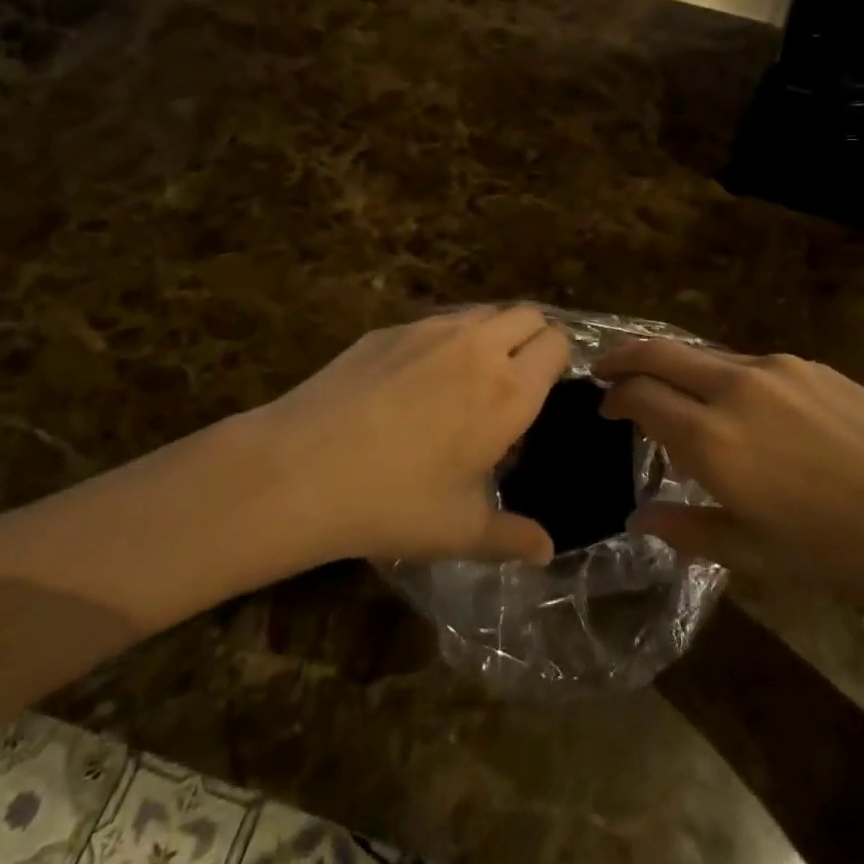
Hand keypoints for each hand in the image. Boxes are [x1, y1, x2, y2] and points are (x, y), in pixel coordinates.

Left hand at [250, 306, 569, 566]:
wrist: (303, 468)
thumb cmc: (395, 501)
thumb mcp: (460, 530)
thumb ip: (512, 537)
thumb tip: (546, 552)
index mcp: (510, 390)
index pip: (557, 344)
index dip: (560, 360)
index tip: (546, 388)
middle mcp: (479, 346)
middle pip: (527, 314)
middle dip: (532, 338)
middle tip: (515, 378)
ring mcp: (431, 330)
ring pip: (482, 312)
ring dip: (491, 333)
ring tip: (470, 375)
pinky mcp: (391, 329)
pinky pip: (437, 321)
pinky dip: (446, 338)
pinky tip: (416, 380)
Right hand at [594, 342, 863, 600]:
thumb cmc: (842, 551)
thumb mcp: (756, 555)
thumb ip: (688, 530)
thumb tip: (639, 520)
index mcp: (713, 439)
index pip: (640, 396)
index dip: (614, 398)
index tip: (605, 410)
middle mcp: (734, 388)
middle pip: (659, 352)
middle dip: (623, 357)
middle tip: (605, 370)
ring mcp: (774, 369)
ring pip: (703, 355)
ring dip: (676, 367)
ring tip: (674, 395)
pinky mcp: (808, 365)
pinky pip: (747, 364)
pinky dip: (722, 377)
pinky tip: (740, 408)